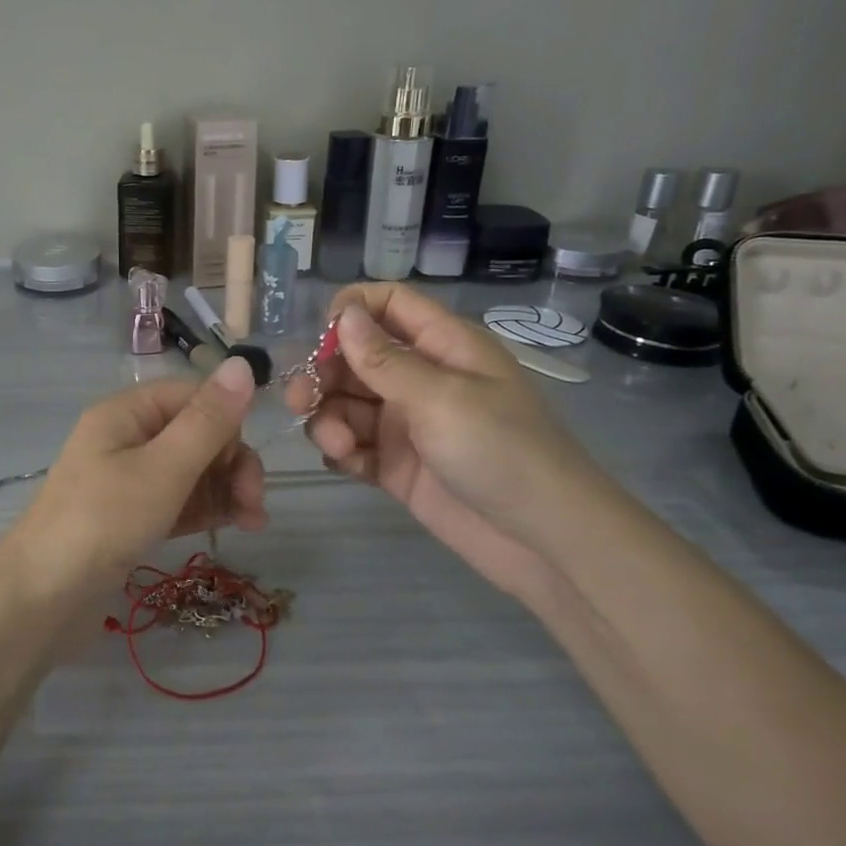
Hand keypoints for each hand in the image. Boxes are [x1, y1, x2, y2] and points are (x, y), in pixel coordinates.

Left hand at [0, 356, 266, 605]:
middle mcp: (126, 438)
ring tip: (253, 523)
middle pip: (196, 433)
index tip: (248, 462)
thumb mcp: (163, 468)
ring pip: (192, 470)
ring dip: (226, 488)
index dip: (228, 422)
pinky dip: (206, 509)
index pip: (192, 396)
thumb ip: (208, 421)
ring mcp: (127, 480)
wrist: (42, 598)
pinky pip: (179, 500)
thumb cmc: (104, 522)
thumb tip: (244, 363)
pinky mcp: (131, 517)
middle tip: (253, 503)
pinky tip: (233, 526)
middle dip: (232, 462)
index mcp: (126, 412)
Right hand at [288, 283, 617, 596]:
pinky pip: (353, 446)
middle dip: (324, 374)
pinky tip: (345, 463)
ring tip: (339, 447)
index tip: (321, 335)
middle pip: (355, 357)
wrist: (543, 541)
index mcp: (442, 347)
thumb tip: (345, 313)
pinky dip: (341, 451)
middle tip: (302, 399)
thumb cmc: (500, 450)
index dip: (353, 310)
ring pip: (346, 404)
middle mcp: (420, 378)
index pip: (390, 305)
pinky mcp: (395, 466)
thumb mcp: (440, 397)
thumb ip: (384, 359)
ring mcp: (406, 424)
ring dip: (329, 420)